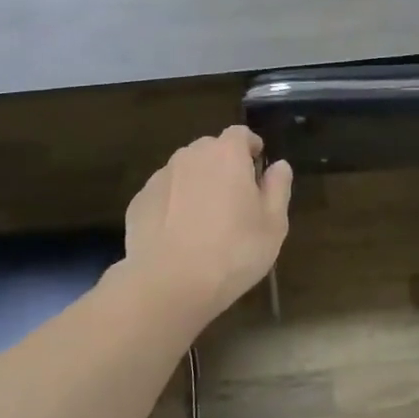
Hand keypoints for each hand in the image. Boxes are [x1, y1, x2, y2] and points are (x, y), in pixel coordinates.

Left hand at [122, 126, 291, 318]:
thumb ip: (278, 188)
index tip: (257, 164)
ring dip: (197, 184)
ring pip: (185, 171)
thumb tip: (279, 166)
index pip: (240, 133)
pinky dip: (174, 205)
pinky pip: (165, 195)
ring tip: (205, 219)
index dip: (250, 146)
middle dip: (224, 165)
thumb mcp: (273, 225)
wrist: (169, 284)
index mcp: (226, 155)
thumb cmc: (233, 252)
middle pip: (210, 149)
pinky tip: (180, 235)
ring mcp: (160, 178)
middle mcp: (190, 156)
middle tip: (235, 197)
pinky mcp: (139, 202)